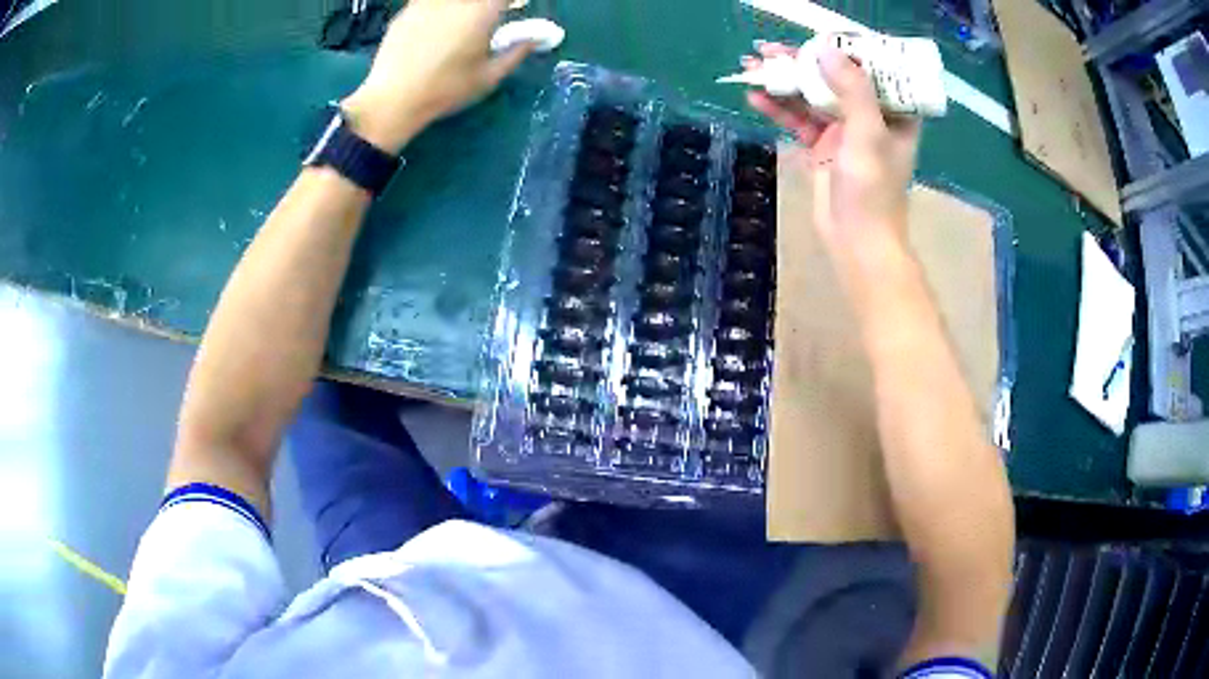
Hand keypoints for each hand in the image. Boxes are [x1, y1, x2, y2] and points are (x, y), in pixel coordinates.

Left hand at [341, 0, 535, 152]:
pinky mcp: (406, 11)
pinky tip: (435, 29)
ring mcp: (427, 3)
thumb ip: (516, 52)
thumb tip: (534, 39)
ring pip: (452, 2)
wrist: (393, 99)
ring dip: (461, 9)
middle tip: (491, 16)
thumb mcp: (488, 77)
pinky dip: (438, 11)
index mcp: (481, 11)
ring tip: (460, 27)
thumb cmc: (445, 90)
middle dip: (488, 6)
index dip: (511, 2)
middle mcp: (455, 1)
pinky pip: (430, 4)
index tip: (515, 7)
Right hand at [745, 40, 919, 255]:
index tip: (815, 38)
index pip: (870, 68)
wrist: (856, 241)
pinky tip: (755, 97)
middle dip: (802, 62)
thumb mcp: (867, 134)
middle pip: (834, 77)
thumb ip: (851, 89)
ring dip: (783, 82)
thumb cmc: (873, 189)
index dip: (844, 49)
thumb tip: (824, 48)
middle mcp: (869, 115)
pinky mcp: (821, 146)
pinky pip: (798, 120)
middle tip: (769, 48)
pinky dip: (778, 108)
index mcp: (892, 112)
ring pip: (811, 96)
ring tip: (753, 65)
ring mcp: (843, 131)